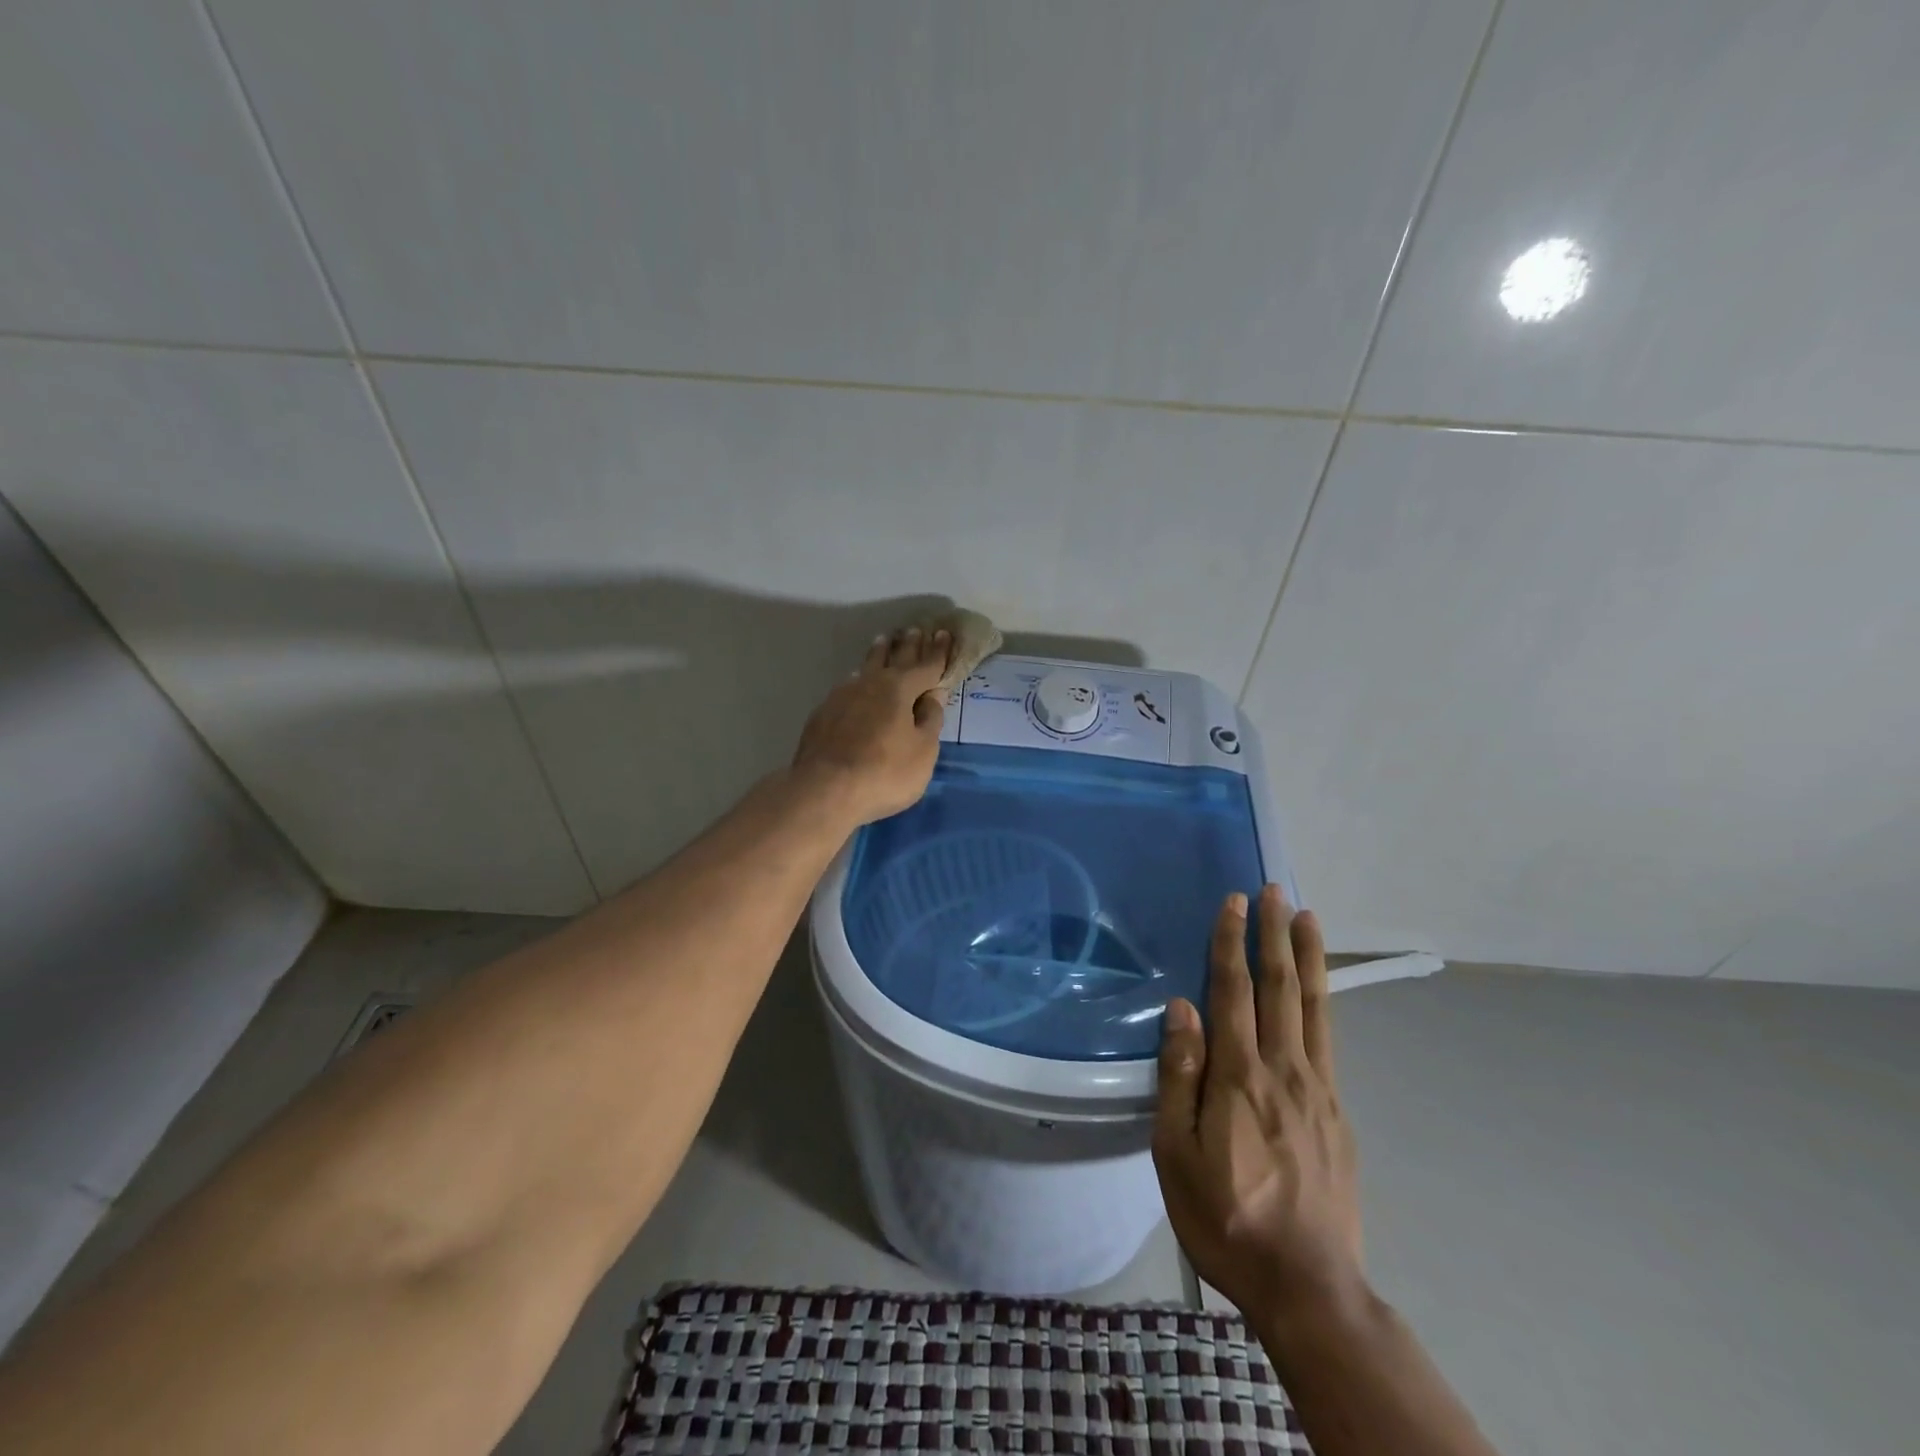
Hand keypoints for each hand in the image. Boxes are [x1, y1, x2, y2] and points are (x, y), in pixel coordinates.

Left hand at [792, 626, 949, 825]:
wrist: (824, 790)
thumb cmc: (884, 773)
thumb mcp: (922, 752)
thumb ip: (929, 721)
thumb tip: (933, 696)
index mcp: (900, 689)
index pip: (926, 665)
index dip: (938, 651)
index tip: (944, 634)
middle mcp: (871, 684)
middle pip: (894, 659)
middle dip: (908, 645)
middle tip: (915, 629)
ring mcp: (842, 696)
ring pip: (866, 667)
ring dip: (879, 653)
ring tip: (884, 641)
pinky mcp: (823, 714)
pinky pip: (848, 686)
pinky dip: (859, 678)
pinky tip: (856, 680)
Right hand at [1153, 886, 1364, 1326]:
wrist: (1308, 1286)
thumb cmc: (1225, 1216)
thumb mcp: (1177, 1152)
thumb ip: (1180, 1075)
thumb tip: (1182, 1008)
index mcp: (1240, 1076)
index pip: (1233, 992)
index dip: (1231, 943)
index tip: (1234, 902)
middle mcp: (1284, 1069)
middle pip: (1279, 987)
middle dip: (1274, 934)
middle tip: (1275, 890)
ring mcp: (1318, 1089)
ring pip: (1312, 1006)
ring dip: (1306, 957)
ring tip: (1307, 917)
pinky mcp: (1337, 1112)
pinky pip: (1328, 1039)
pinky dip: (1322, 1001)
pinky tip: (1317, 990)